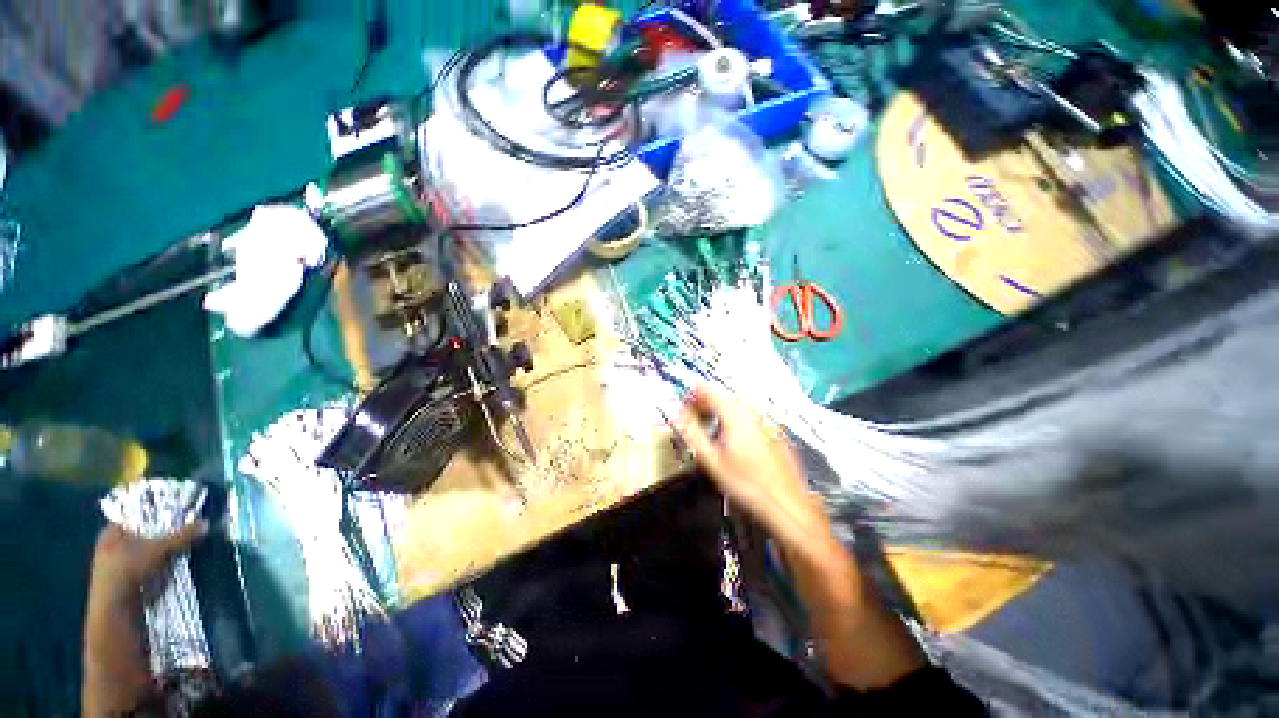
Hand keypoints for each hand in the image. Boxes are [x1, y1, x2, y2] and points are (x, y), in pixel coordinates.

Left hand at [89, 522, 207, 604]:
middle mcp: (111, 546)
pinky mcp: (125, 582)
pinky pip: (145, 568)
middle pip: (142, 535)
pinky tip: (171, 568)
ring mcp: (116, 566)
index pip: (137, 516)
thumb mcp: (159, 549)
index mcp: (112, 532)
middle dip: (163, 535)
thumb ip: (182, 535)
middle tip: (185, 532)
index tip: (179, 515)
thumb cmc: (129, 570)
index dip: (157, 514)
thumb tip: (205, 523)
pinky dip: (158, 567)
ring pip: (145, 553)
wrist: (116, 609)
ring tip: (182, 550)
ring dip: (162, 553)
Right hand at [675, 386, 824, 544]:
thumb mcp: (711, 460)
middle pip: (722, 396)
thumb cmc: (748, 484)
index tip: (682, 404)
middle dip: (703, 403)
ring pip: (735, 406)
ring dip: (718, 412)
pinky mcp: (773, 431)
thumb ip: (691, 431)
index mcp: (735, 414)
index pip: (708, 390)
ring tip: (708, 429)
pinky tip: (730, 439)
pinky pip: (748, 417)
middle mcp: (752, 412)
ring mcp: (765, 421)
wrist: (786, 503)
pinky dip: (734, 420)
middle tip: (691, 418)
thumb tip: (677, 413)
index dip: (691, 394)